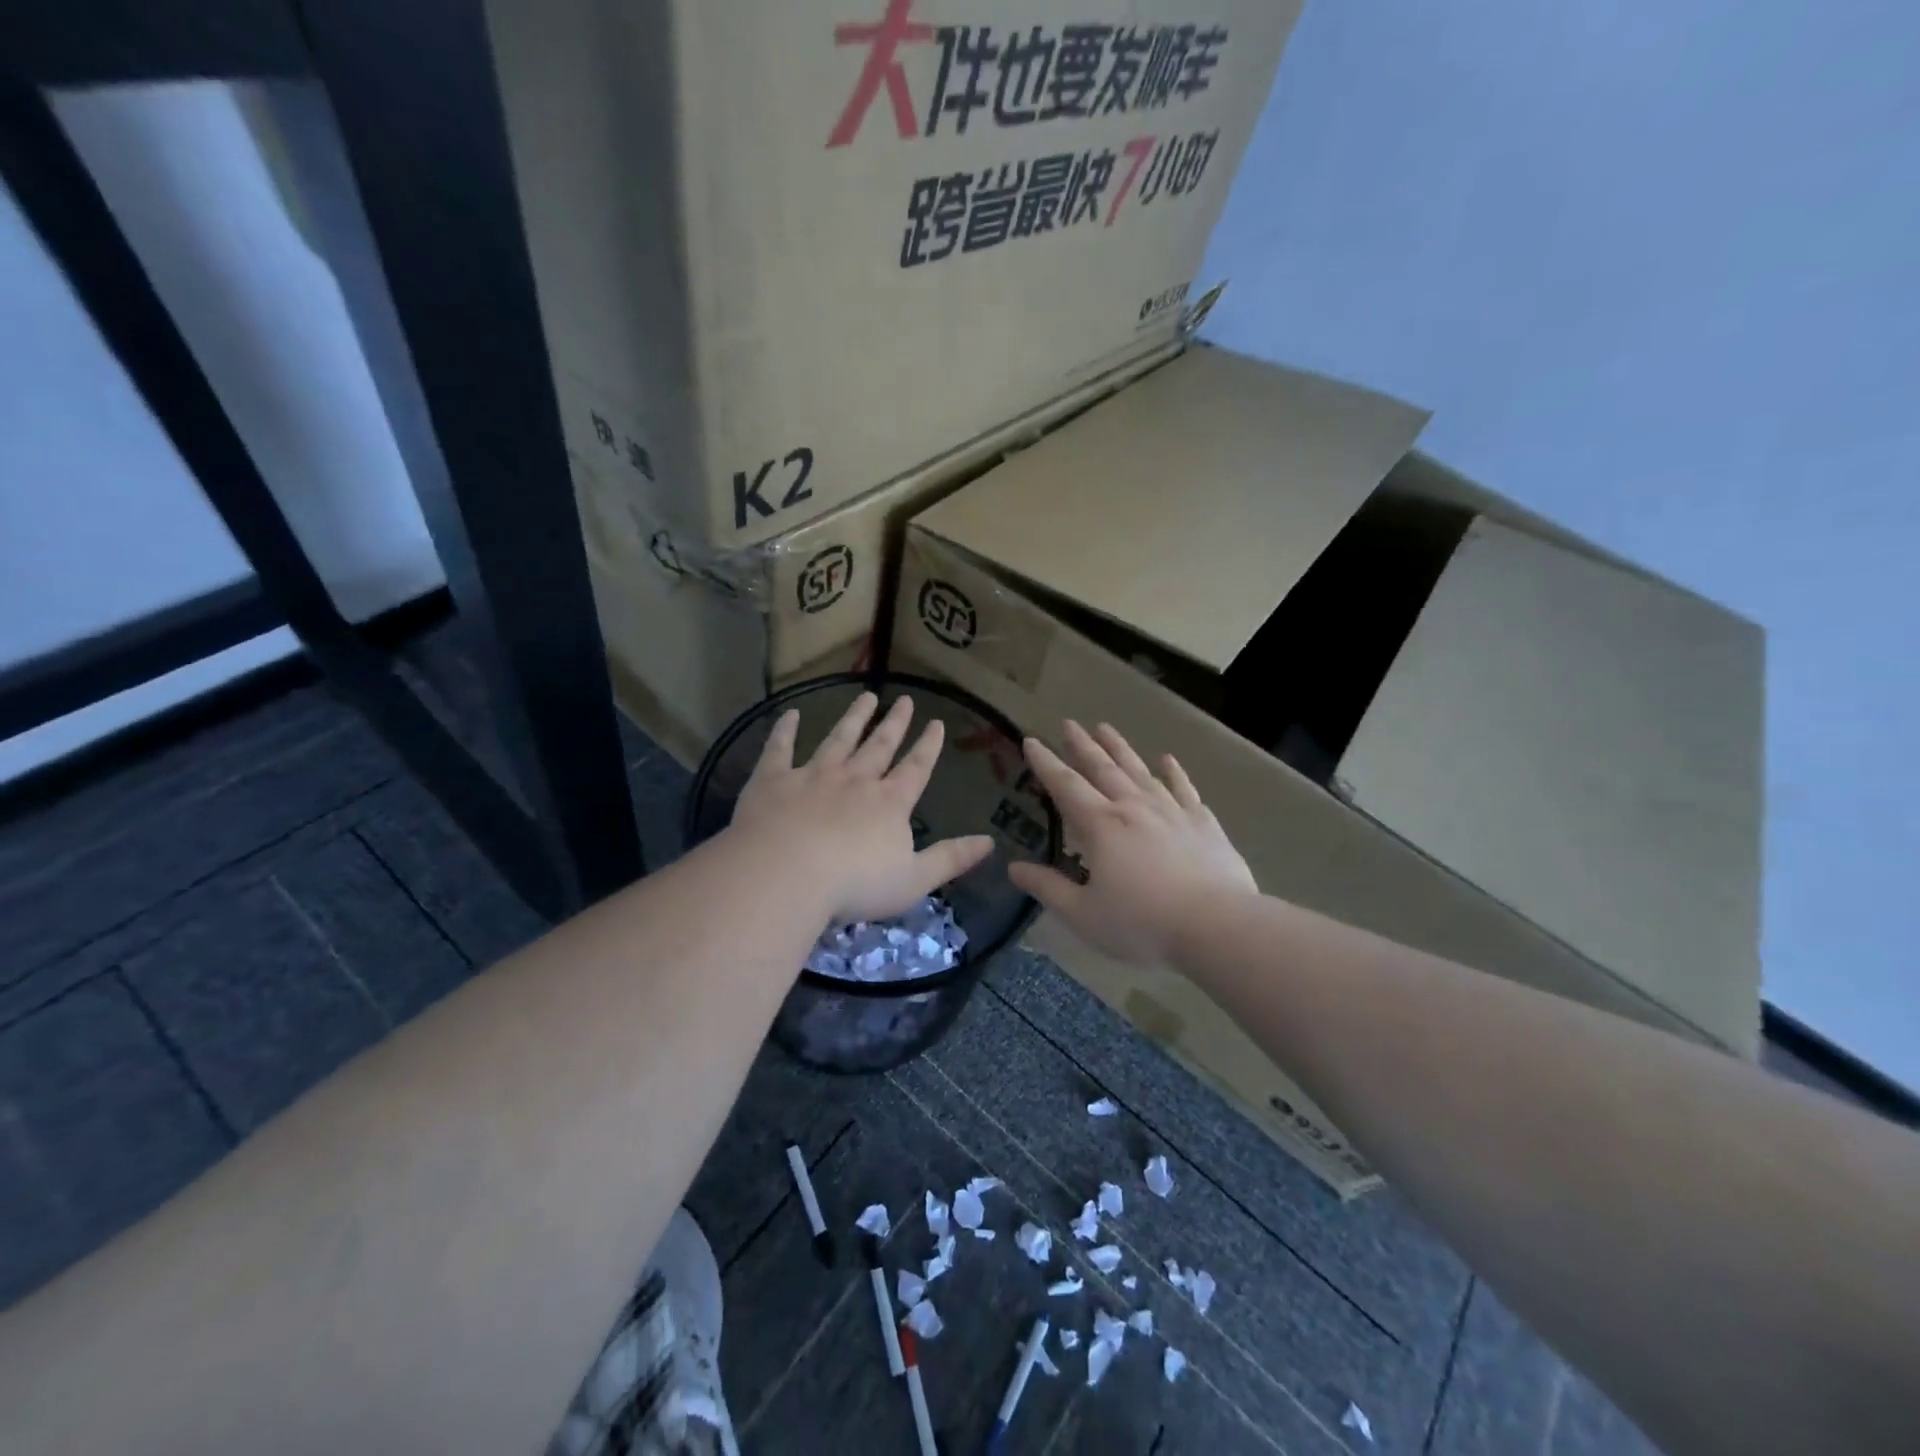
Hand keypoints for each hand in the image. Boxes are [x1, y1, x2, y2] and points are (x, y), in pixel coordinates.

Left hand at [730, 692, 994, 923]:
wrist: (787, 873)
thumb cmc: (855, 883)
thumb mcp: (914, 879)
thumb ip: (951, 859)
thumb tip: (990, 842)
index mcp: (890, 803)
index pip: (916, 768)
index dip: (928, 746)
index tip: (936, 722)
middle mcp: (855, 780)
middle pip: (879, 746)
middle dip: (894, 723)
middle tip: (905, 700)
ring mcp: (813, 776)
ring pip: (838, 739)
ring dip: (853, 718)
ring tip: (866, 697)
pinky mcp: (773, 780)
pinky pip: (780, 749)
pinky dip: (785, 730)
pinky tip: (789, 714)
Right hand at [1008, 720, 1256, 966]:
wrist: (1217, 926)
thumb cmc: (1142, 924)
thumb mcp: (1084, 914)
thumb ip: (1048, 888)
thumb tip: (1014, 868)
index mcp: (1101, 826)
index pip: (1066, 786)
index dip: (1046, 763)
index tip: (1031, 741)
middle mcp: (1133, 808)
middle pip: (1103, 768)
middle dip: (1082, 746)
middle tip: (1070, 723)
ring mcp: (1172, 812)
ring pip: (1140, 771)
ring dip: (1121, 749)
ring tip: (1106, 728)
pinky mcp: (1203, 824)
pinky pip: (1184, 789)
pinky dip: (1174, 772)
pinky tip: (1167, 760)